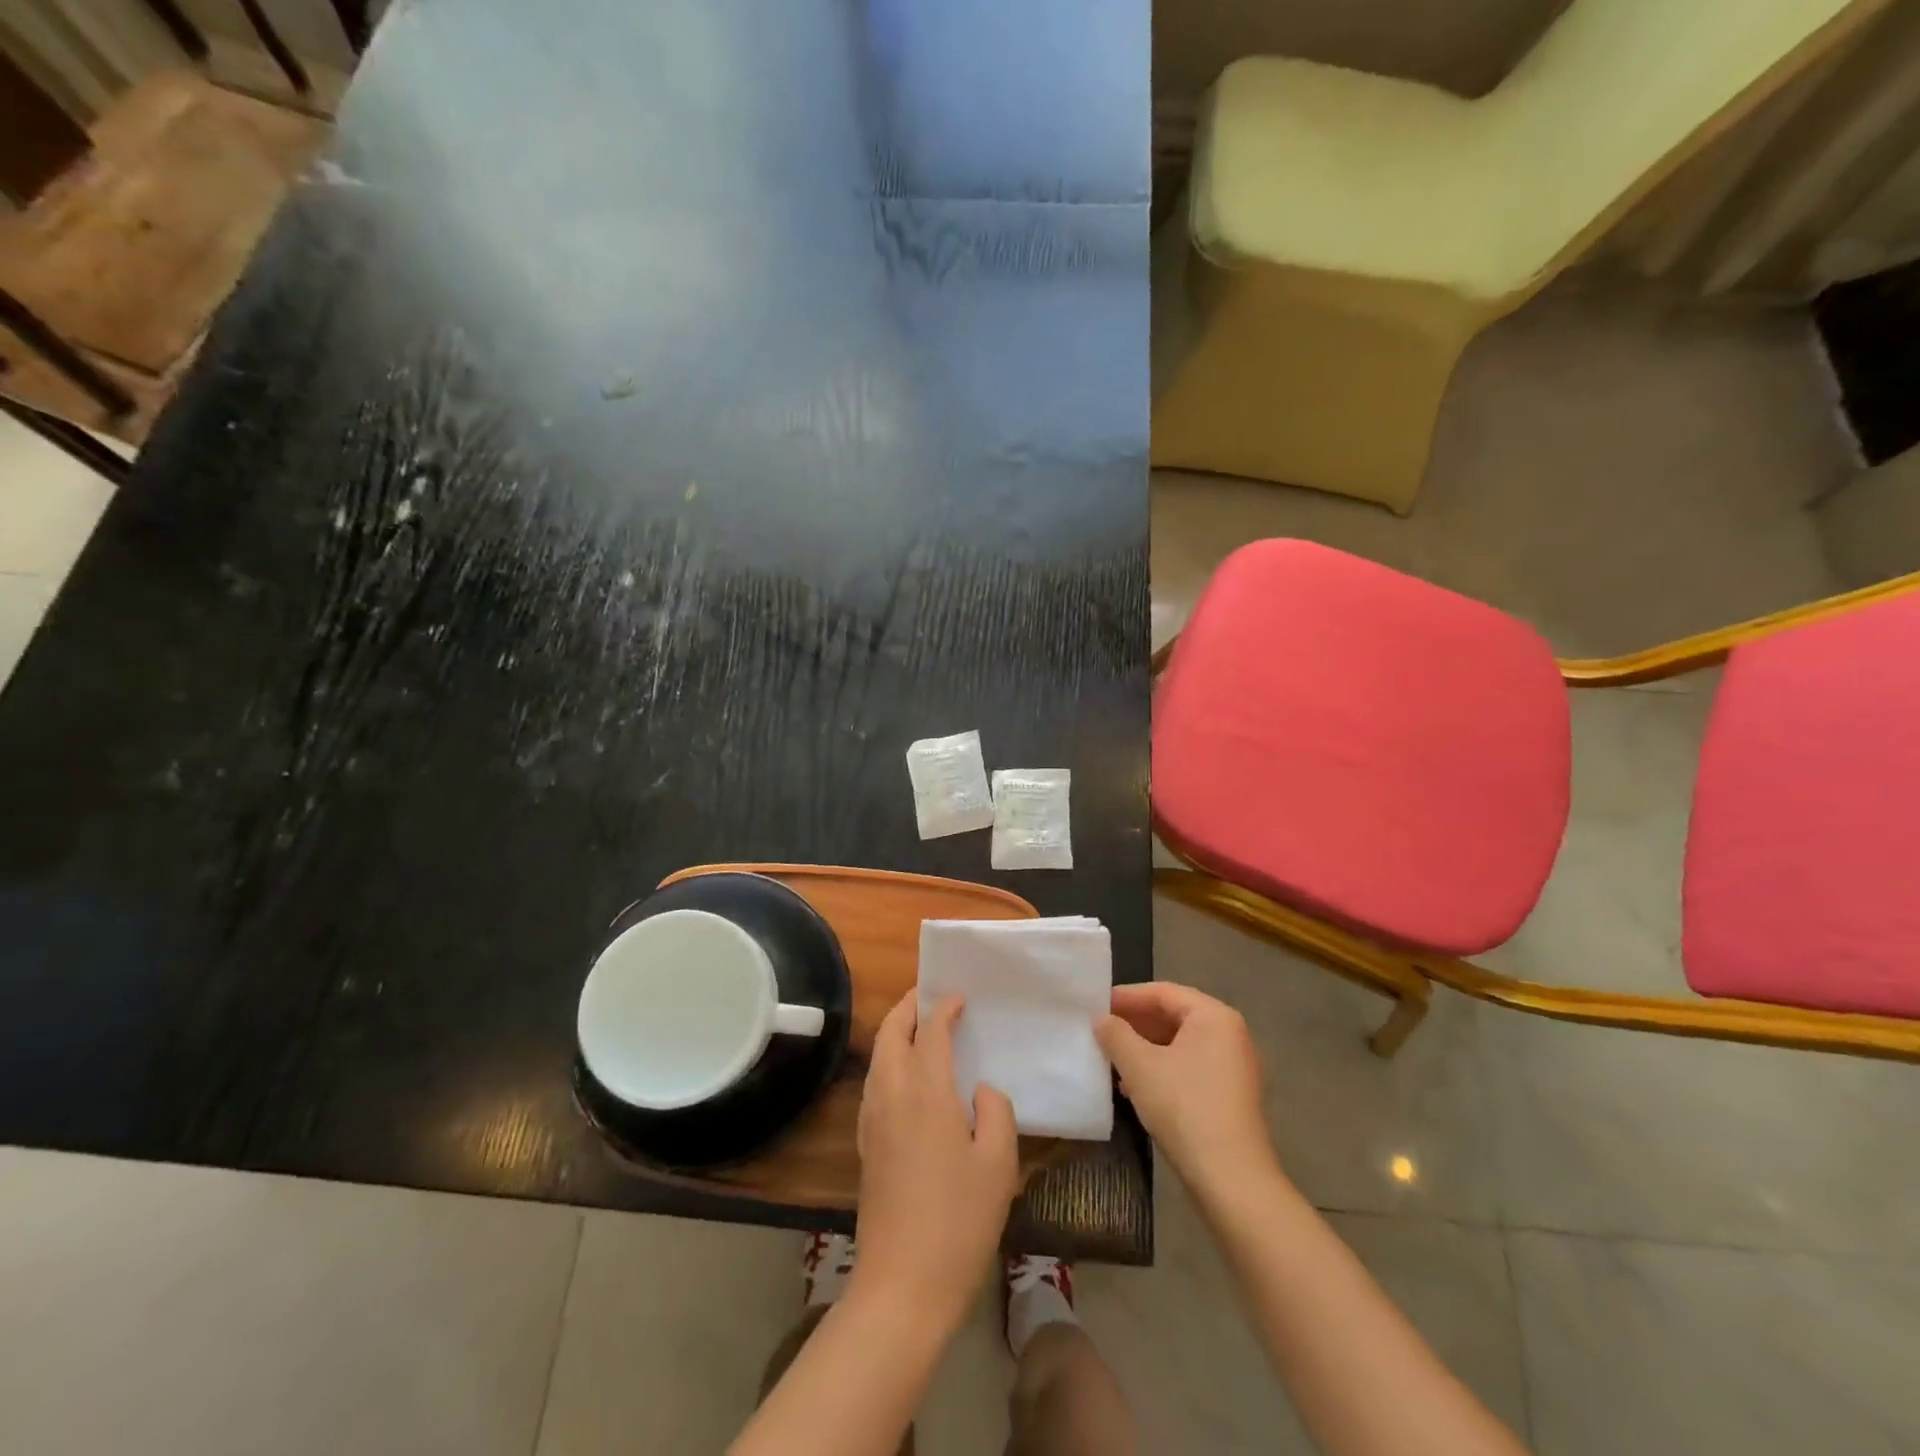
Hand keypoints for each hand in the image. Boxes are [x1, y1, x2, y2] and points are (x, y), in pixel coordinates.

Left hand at [853, 994, 1019, 1331]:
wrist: (903, 1284)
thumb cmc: (959, 1220)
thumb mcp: (999, 1164)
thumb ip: (996, 1111)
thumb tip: (981, 1089)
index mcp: (926, 1091)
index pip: (931, 1031)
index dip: (945, 1008)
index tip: (960, 997)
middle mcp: (892, 1094)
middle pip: (891, 1033)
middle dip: (908, 1007)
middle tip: (930, 997)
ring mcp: (872, 1119)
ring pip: (878, 1056)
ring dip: (895, 1031)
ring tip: (920, 1028)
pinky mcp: (866, 1143)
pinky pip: (874, 1082)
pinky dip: (888, 1060)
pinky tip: (907, 1076)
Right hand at [1096, 981, 1277, 1196]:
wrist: (1231, 1178)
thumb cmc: (1184, 1107)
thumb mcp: (1139, 1066)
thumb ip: (1116, 1035)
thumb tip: (1101, 1019)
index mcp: (1214, 1016)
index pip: (1163, 992)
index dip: (1127, 997)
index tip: (1097, 1005)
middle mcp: (1230, 1033)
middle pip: (1174, 1015)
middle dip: (1136, 1023)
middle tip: (1102, 1030)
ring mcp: (1234, 1066)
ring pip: (1181, 1043)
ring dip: (1145, 1048)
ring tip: (1113, 1059)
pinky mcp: (1231, 1095)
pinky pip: (1190, 1066)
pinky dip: (1162, 1068)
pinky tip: (1135, 1087)